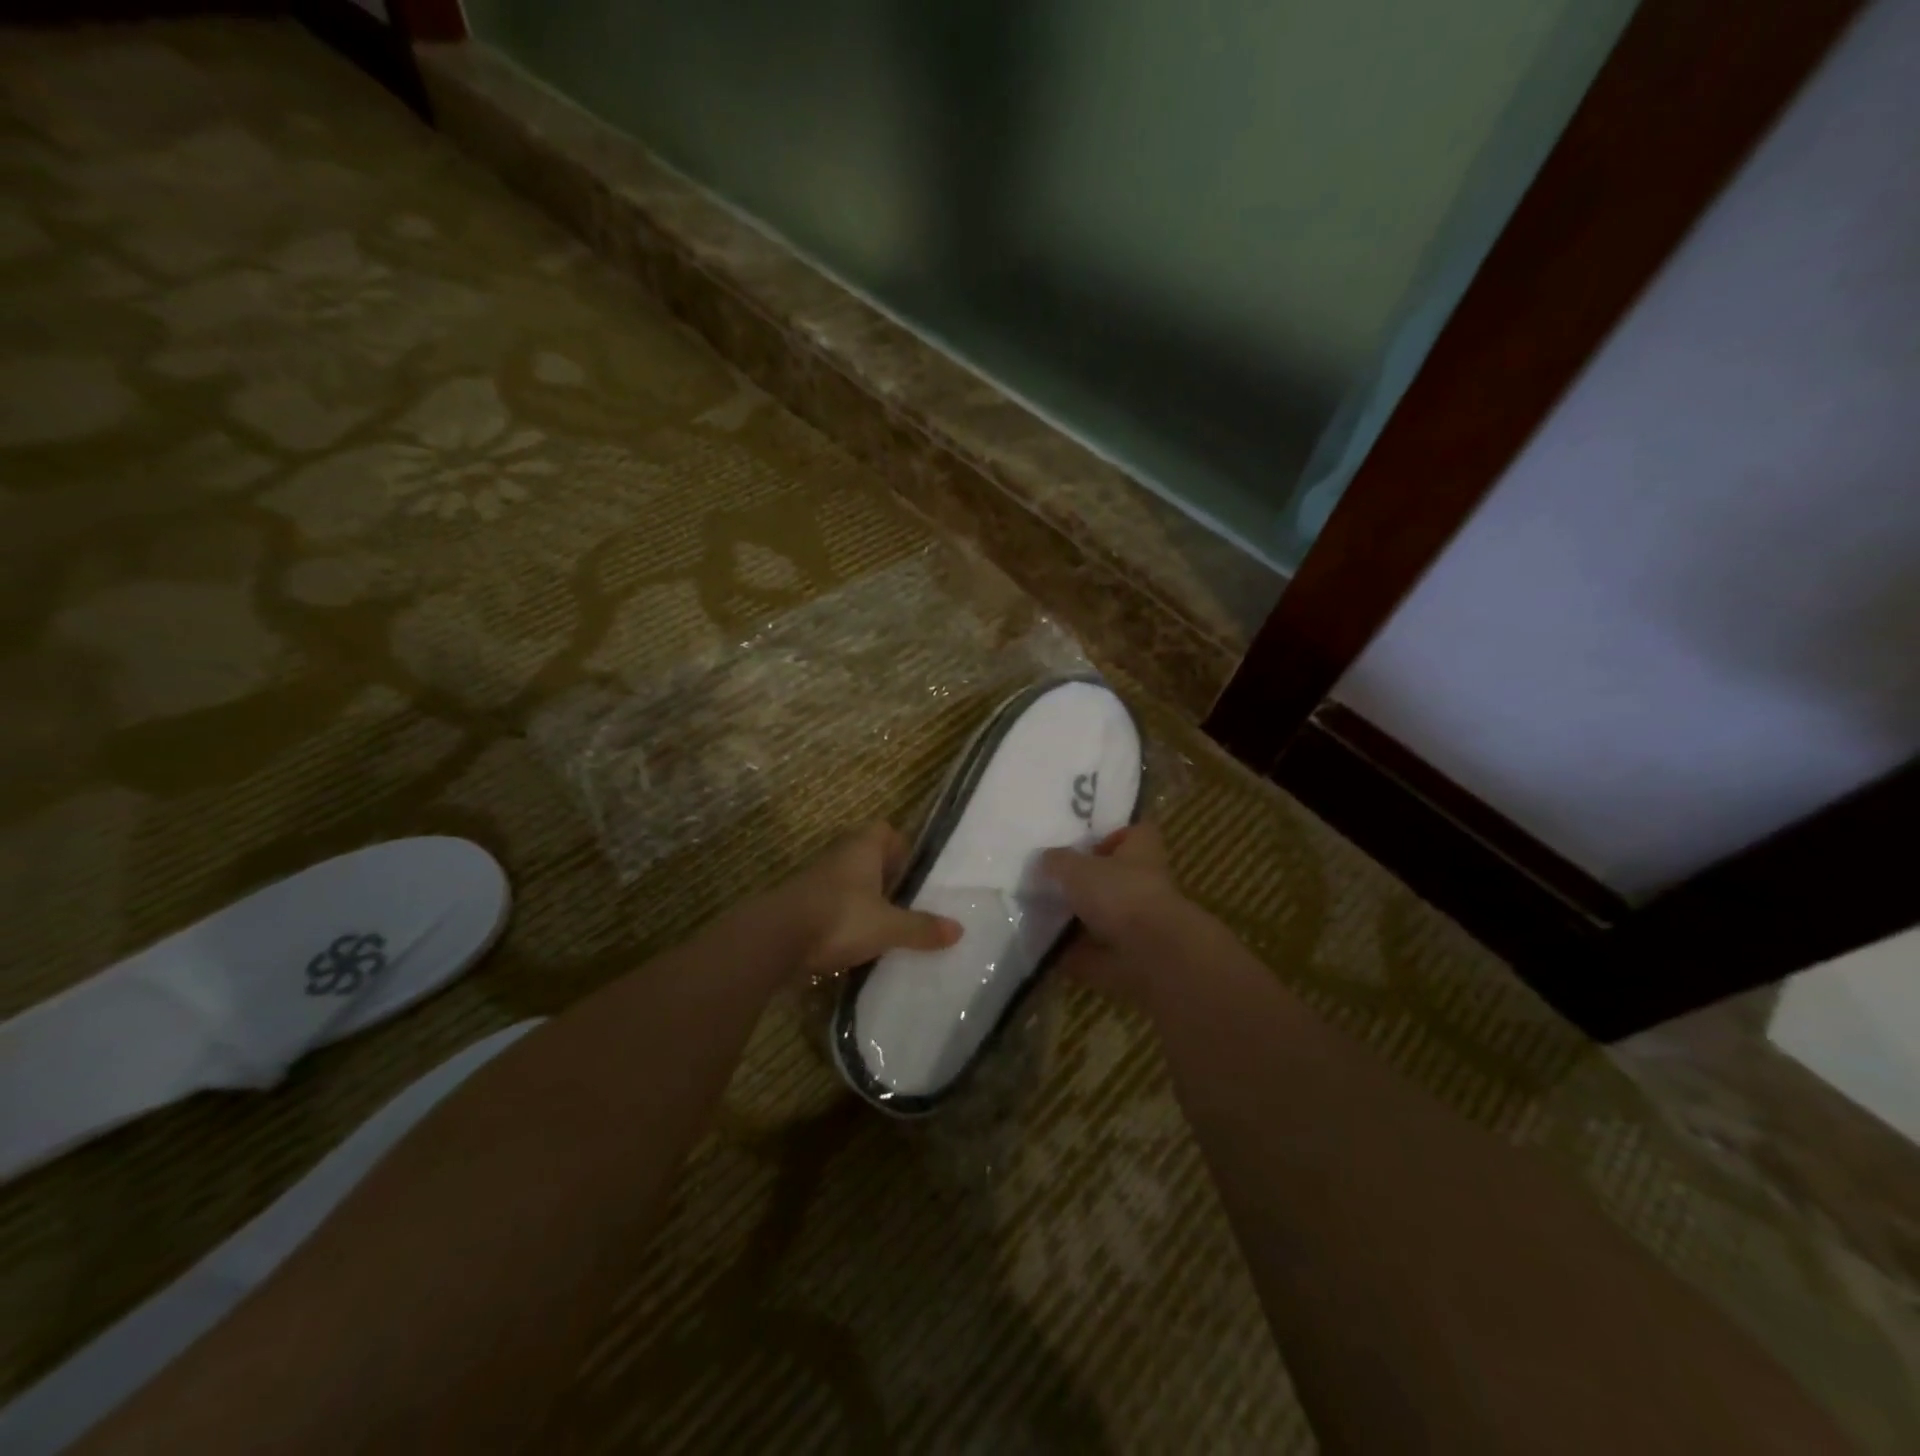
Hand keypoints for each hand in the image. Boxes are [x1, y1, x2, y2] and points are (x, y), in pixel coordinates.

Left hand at [777, 822, 961, 978]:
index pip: (885, 830)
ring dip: (864, 899)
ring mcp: (816, 880)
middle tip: (904, 902)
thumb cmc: (840, 918)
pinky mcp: (800, 904)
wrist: (776, 939)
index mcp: (862, 848)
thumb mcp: (888, 927)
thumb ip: (921, 928)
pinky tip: (855, 943)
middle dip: (885, 877)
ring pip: (849, 882)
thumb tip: (959, 929)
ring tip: (884, 926)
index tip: (913, 874)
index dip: (901, 847)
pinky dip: (844, 919)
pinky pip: (831, 905)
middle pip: (867, 856)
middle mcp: (839, 856)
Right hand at [1041, 824, 1202, 1007]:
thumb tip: (1045, 860)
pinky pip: (1094, 951)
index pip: (1133, 832)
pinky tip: (1044, 949)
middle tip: (1049, 879)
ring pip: (1103, 915)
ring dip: (1076, 918)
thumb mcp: (1076, 868)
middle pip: (1114, 876)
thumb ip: (1057, 862)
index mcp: (1141, 851)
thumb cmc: (1119, 895)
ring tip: (1039, 913)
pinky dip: (1072, 953)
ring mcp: (1139, 922)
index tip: (1083, 844)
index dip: (1111, 835)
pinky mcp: (1128, 956)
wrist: (1152, 955)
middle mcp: (1144, 883)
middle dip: (1085, 880)